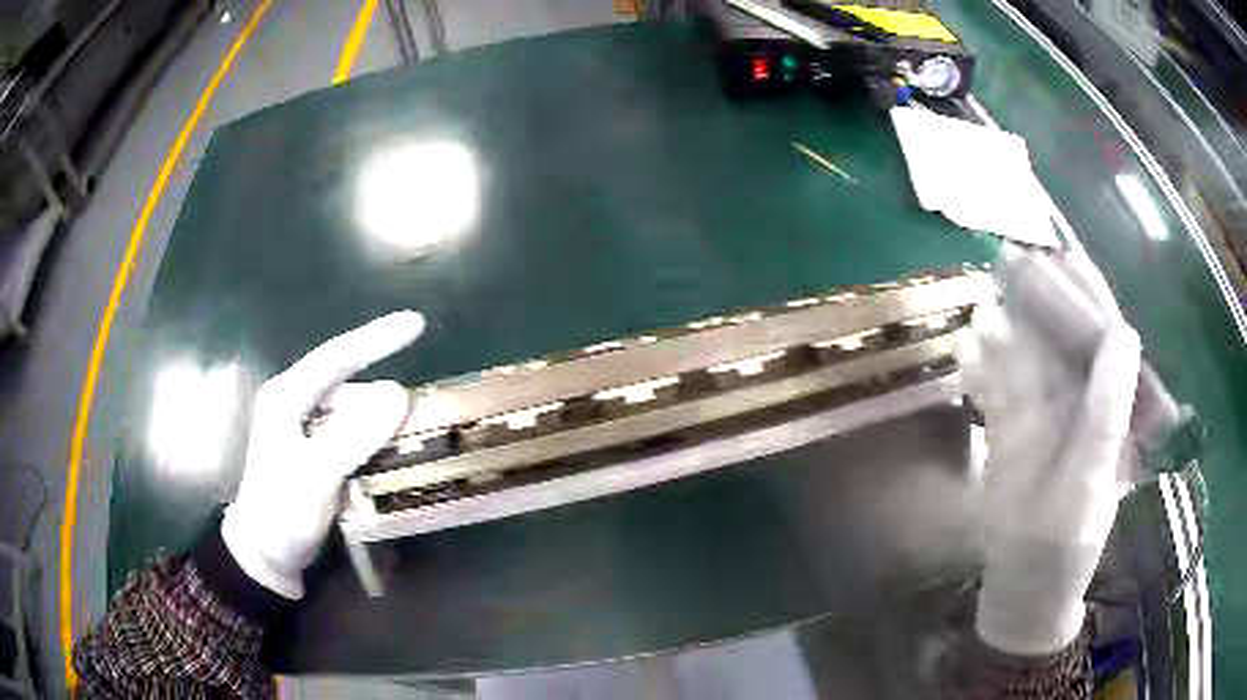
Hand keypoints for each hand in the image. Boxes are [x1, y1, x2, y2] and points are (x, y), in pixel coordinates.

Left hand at [222, 311, 424, 598]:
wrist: (264, 557)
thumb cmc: (282, 518)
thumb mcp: (315, 479)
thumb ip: (351, 437)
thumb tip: (398, 393)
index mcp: (286, 398)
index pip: (335, 357)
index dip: (376, 338)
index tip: (416, 323)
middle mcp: (293, 404)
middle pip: (348, 385)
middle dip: (384, 396)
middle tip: (422, 416)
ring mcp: (302, 428)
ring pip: (352, 411)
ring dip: (381, 423)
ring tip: (411, 443)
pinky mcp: (312, 451)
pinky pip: (350, 433)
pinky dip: (373, 440)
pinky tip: (389, 457)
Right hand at [958, 250, 1140, 655]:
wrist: (1025, 582)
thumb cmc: (1068, 540)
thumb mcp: (1095, 478)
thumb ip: (1109, 409)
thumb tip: (1122, 330)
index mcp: (1110, 404)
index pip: (1104, 331)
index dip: (1085, 292)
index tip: (1058, 255)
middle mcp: (1080, 397)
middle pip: (1063, 333)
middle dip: (1040, 297)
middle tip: (1008, 262)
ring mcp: (1044, 411)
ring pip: (1027, 354)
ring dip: (1006, 327)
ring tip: (984, 304)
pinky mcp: (1012, 428)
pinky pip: (996, 388)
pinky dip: (981, 370)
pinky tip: (966, 352)